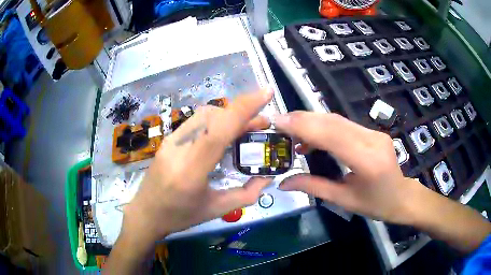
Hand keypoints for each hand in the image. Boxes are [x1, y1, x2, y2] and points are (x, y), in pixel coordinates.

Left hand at [123, 89, 273, 241]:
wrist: (146, 213)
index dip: (244, 108)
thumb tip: (268, 178)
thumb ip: (246, 195)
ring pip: (205, 115)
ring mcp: (170, 141)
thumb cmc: (180, 216)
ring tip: (248, 127)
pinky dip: (217, 121)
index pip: (219, 130)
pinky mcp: (168, 139)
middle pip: (214, 116)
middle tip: (263, 123)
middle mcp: (178, 148)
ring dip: (229, 116)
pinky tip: (226, 132)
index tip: (266, 92)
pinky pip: (196, 122)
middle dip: (242, 113)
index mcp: (191, 170)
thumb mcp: (216, 210)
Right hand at [275, 111, 422, 224]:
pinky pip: (344, 124)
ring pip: (337, 120)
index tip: (278, 122)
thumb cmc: (376, 204)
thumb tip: (283, 182)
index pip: (332, 135)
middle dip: (303, 119)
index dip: (303, 126)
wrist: (402, 196)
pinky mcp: (373, 131)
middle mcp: (372, 140)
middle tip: (279, 123)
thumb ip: (313, 187)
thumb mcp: (344, 200)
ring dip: (312, 122)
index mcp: (367, 162)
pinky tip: (312, 137)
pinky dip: (324, 127)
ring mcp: (374, 133)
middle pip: (333, 122)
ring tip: (291, 132)